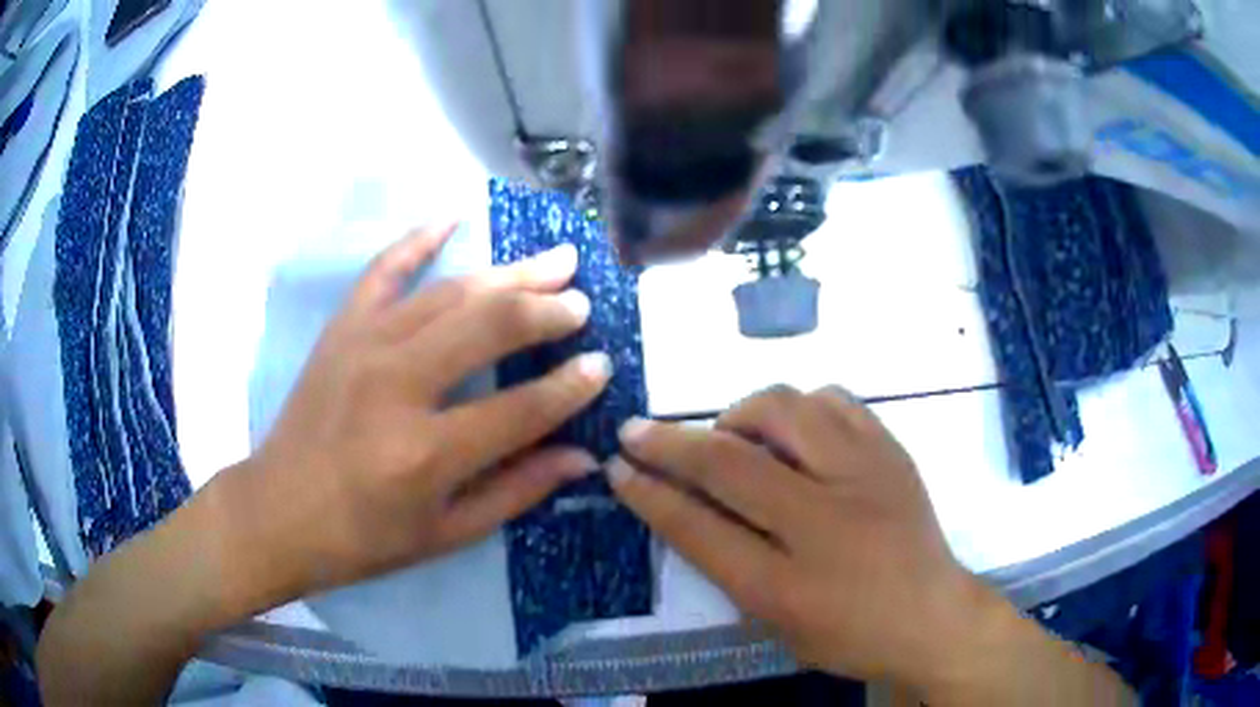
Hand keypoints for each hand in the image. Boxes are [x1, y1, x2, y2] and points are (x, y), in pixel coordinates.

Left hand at [245, 225, 611, 593]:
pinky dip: (416, 240)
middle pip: (487, 327)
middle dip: (546, 310)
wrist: (278, 513)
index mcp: (426, 454)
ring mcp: (363, 347)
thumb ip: (517, 490)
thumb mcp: (446, 534)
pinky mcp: (340, 331)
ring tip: (553, 261)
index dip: (570, 387)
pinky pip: (382, 271)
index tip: (602, 365)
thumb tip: (582, 456)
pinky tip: (451, 218)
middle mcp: (397, 387)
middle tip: (582, 302)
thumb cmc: (364, 538)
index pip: (520, 408)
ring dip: (507, 274)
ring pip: (449, 293)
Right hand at [608, 386, 978, 685]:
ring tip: (732, 437)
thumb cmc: (850, 633)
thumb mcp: (777, 622)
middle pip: (731, 460)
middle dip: (670, 442)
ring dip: (738, 416)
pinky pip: (833, 400)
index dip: (649, 494)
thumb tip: (682, 505)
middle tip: (639, 432)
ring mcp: (865, 475)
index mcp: (789, 585)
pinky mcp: (891, 450)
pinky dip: (798, 407)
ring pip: (785, 408)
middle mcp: (826, 521)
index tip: (617, 467)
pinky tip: (793, 432)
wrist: (933, 615)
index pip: (699, 529)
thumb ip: (728, 565)